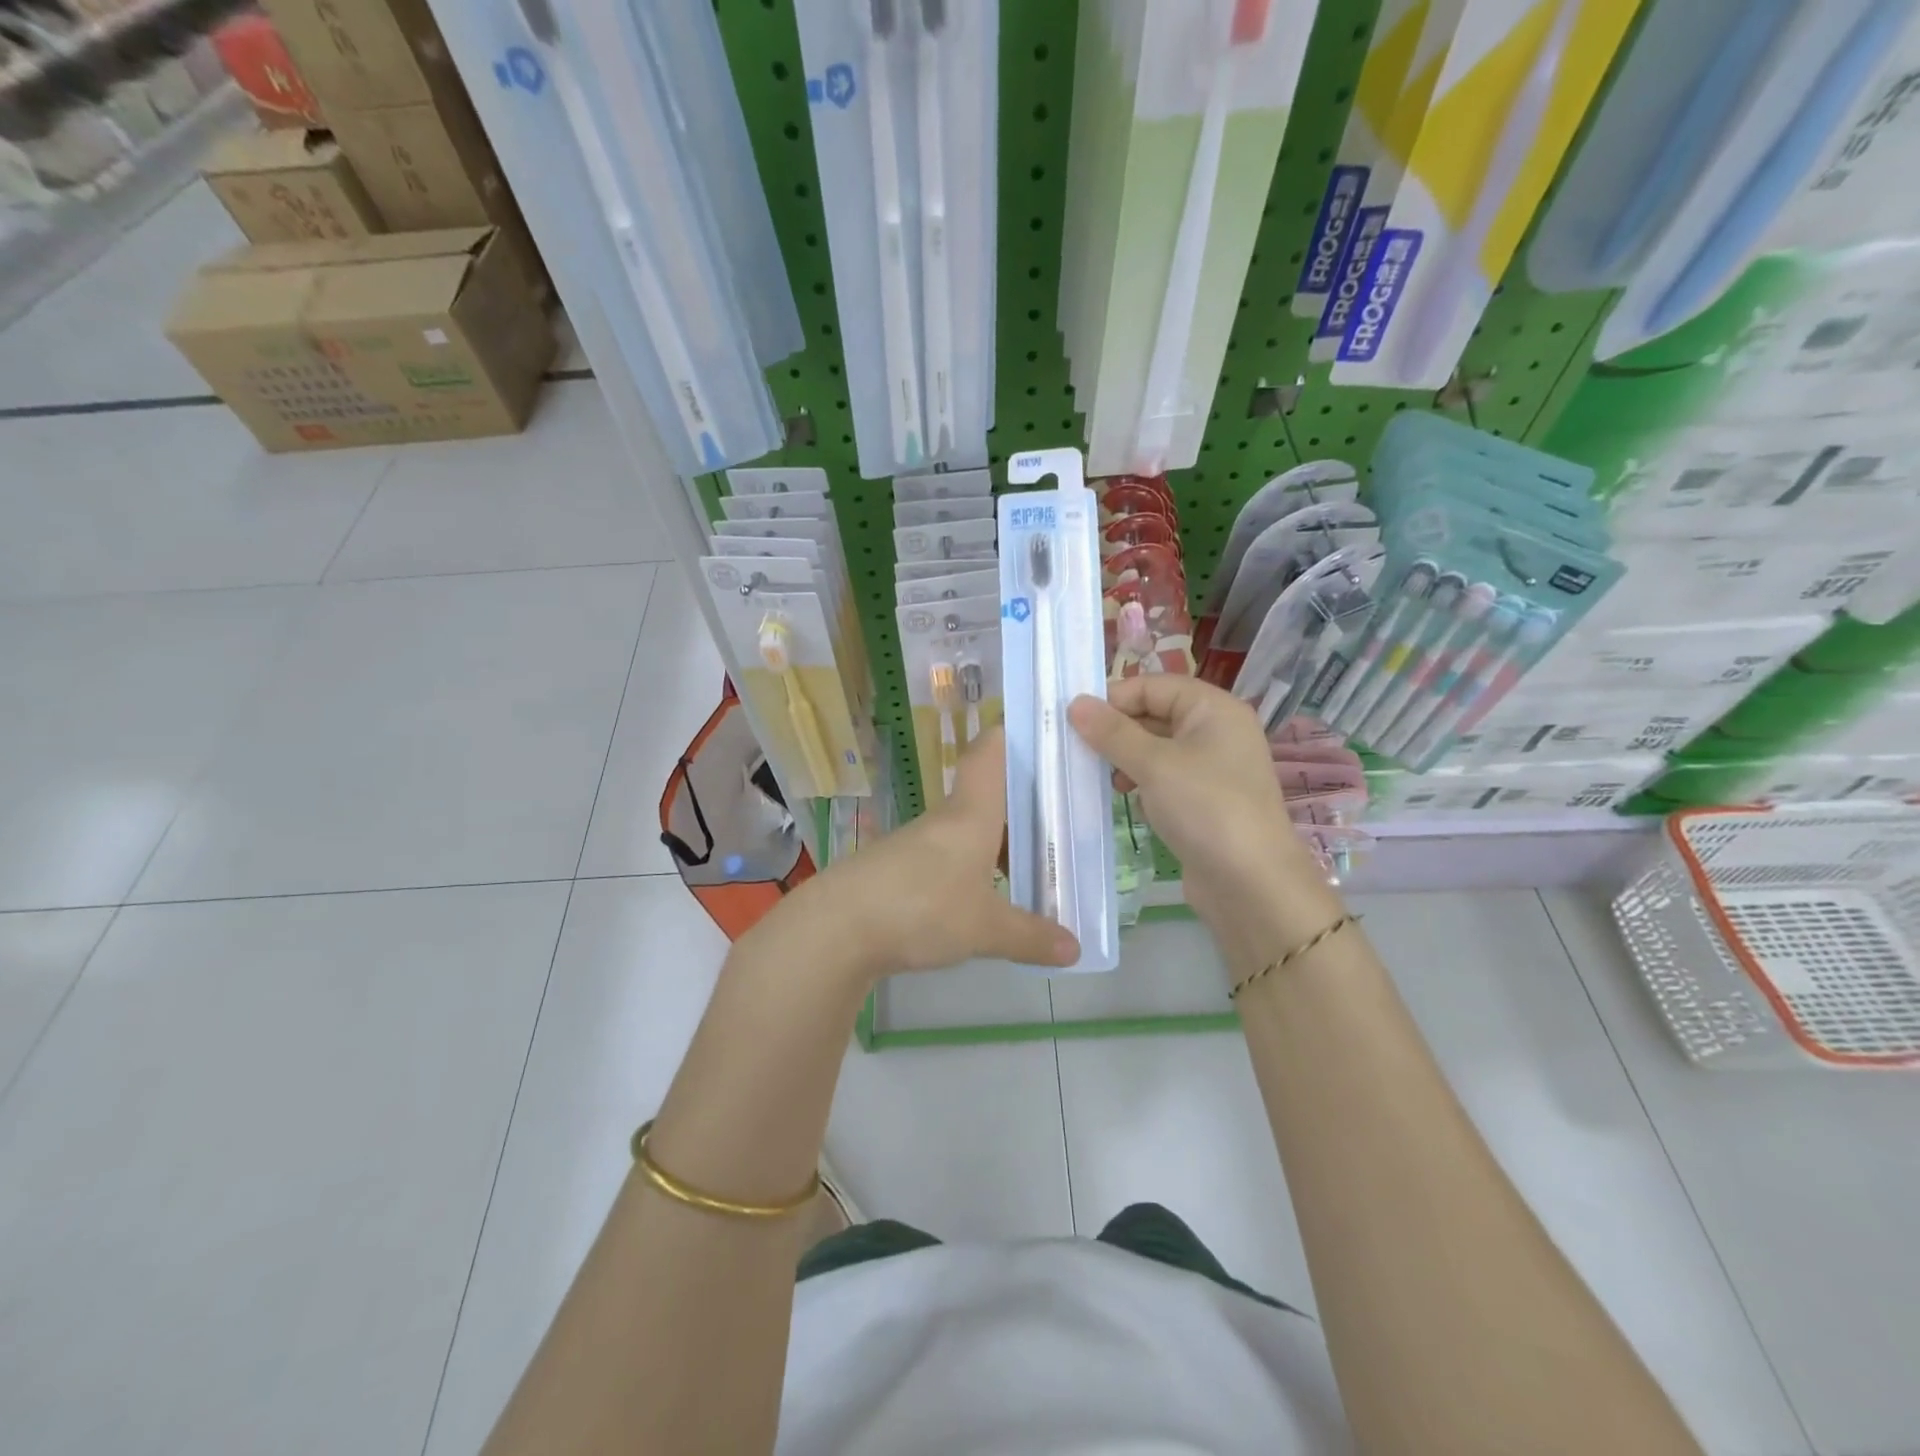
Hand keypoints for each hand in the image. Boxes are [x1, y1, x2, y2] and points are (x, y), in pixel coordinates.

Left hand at [801, 727, 1078, 978]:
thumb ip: (1030, 936)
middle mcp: (945, 819)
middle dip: (1023, 803)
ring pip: (968, 829)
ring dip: (997, 842)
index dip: (1016, 734)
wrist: (835, 929)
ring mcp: (917, 844)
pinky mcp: (897, 871)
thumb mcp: (985, 928)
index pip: (991, 751)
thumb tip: (1076, 949)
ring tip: (1033, 865)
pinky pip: (947, 859)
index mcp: (972, 812)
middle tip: (1064, 818)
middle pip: (987, 794)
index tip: (1047, 735)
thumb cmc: (922, 907)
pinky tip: (985, 898)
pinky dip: (972, 869)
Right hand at [1069, 677, 1340, 945]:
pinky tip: (1130, 801)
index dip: (1115, 698)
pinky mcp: (1206, 801)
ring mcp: (1214, 768)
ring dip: (1127, 759)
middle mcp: (1218, 731)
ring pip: (1158, 749)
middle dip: (1118, 731)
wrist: (1251, 884)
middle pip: (1156, 714)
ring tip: (1106, 779)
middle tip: (1082, 752)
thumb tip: (1075, 703)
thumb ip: (1112, 732)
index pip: (1154, 685)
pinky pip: (1166, 778)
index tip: (1077, 723)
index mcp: (1214, 709)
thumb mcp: (1153, 764)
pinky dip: (1144, 784)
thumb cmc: (1205, 808)